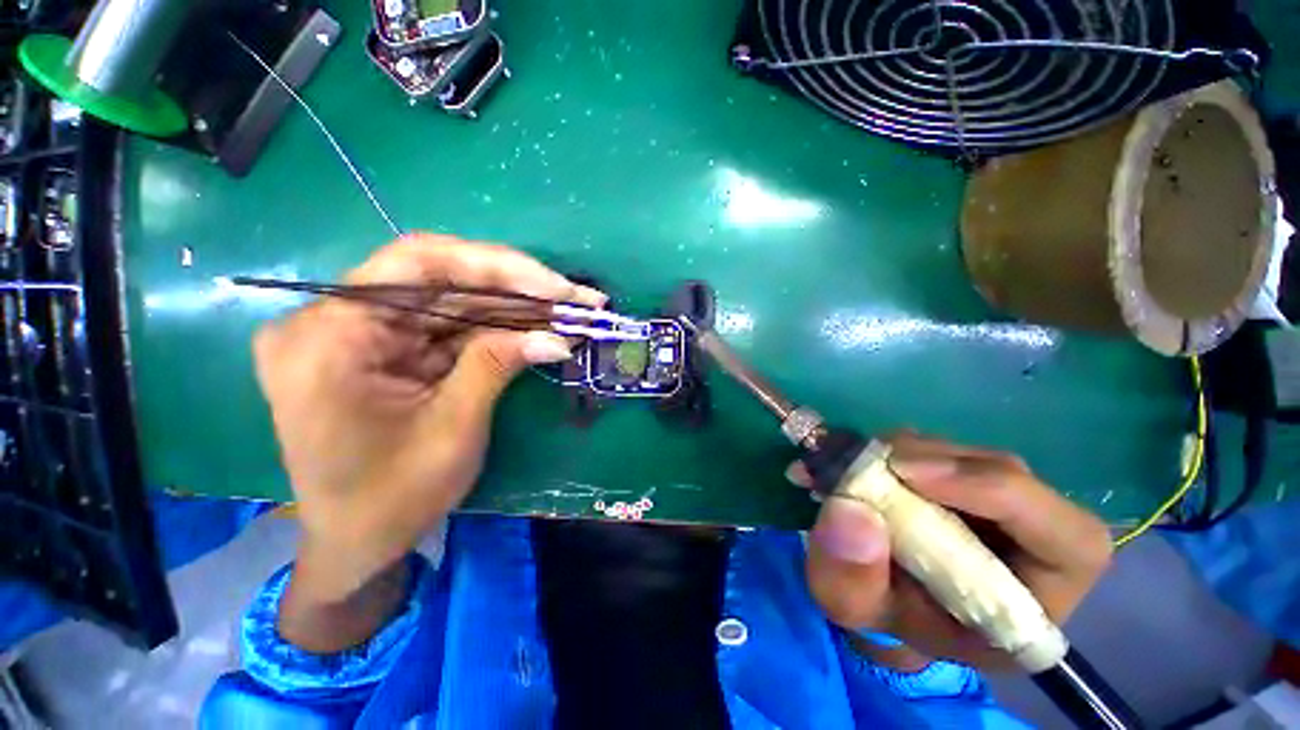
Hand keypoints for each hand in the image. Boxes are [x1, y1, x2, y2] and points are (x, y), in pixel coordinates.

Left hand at [254, 235, 601, 649]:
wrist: (357, 543)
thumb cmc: (391, 499)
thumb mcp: (452, 429)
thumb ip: (497, 366)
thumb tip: (557, 337)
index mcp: (329, 336)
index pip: (417, 264)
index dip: (494, 266)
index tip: (552, 285)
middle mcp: (338, 320)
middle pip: (440, 279)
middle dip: (516, 288)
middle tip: (575, 297)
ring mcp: (365, 334)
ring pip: (453, 301)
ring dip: (515, 307)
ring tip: (570, 310)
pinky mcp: (392, 350)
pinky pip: (452, 327)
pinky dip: (499, 328)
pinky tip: (539, 328)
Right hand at [800, 433, 1111, 670]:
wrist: (878, 595)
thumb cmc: (881, 614)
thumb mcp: (853, 610)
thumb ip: (851, 578)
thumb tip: (852, 510)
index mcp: (1032, 604)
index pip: (1072, 543)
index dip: (1002, 495)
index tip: (909, 475)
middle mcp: (1031, 545)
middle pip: (1014, 479)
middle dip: (939, 465)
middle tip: (874, 462)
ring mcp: (998, 505)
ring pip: (972, 456)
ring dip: (913, 452)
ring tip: (862, 466)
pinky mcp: (964, 480)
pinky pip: (942, 449)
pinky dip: (902, 448)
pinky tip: (869, 461)